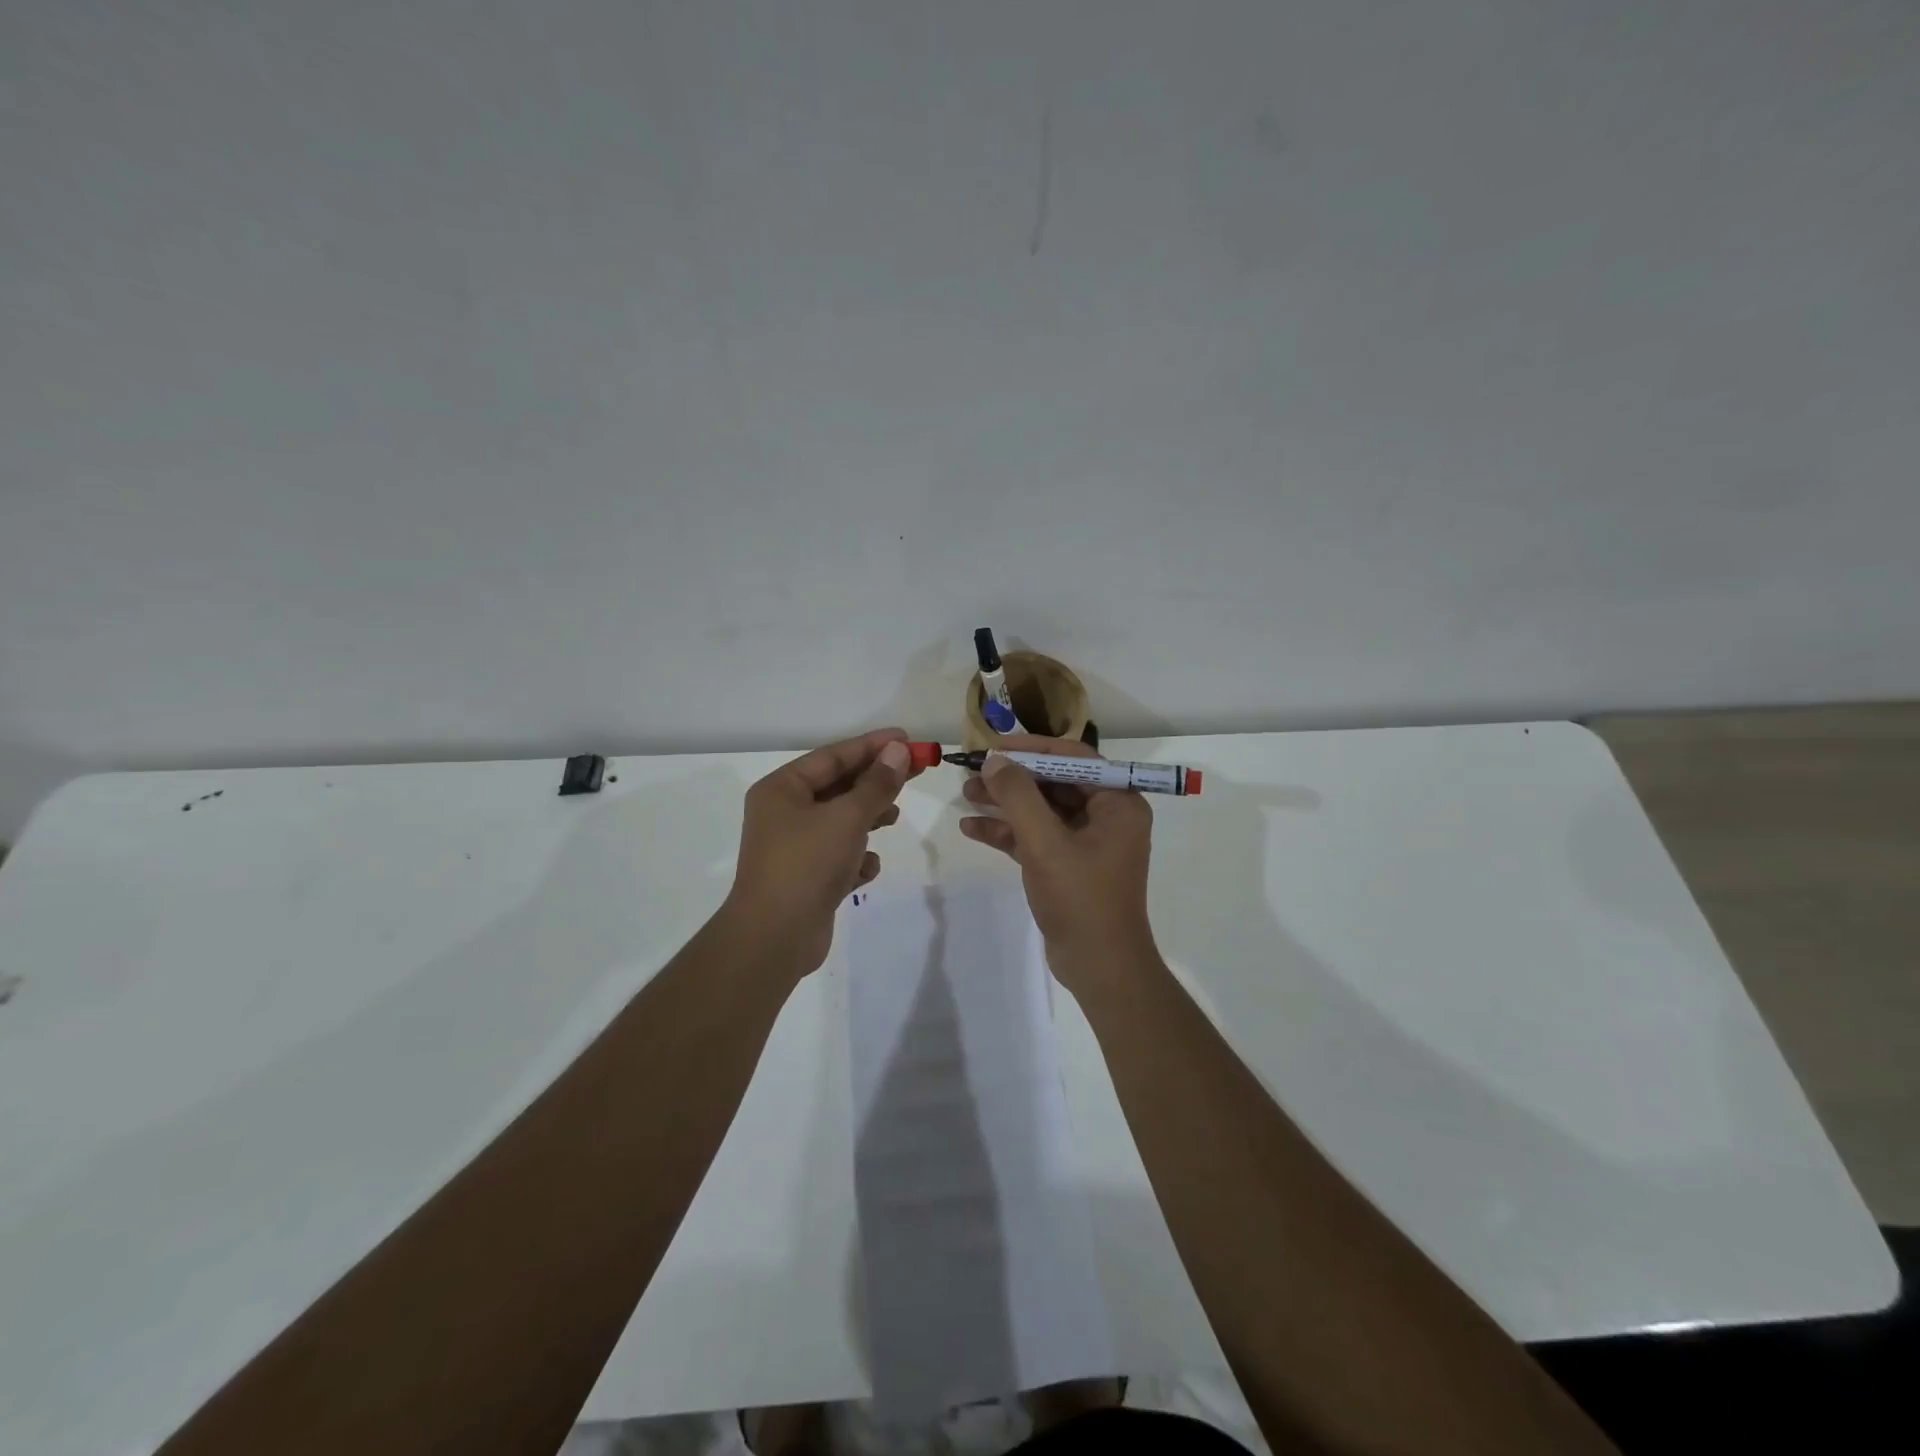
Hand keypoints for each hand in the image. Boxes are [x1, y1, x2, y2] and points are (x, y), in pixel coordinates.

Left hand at [722, 728, 912, 976]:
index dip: (872, 746)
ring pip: (840, 821)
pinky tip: (866, 869)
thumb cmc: (807, 864)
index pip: (833, 756)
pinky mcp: (806, 878)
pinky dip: (856, 858)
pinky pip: (838, 855)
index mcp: (782, 789)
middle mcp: (783, 813)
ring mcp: (794, 847)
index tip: (908, 739)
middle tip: (917, 771)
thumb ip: (876, 784)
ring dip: (868, 818)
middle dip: (876, 781)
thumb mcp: (847, 817)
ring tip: (893, 816)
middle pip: (838, 786)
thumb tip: (898, 751)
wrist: (774, 938)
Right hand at [957, 734, 1157, 991]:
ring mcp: (1087, 842)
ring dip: (1006, 803)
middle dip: (1013, 777)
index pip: (1074, 758)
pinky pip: (1037, 836)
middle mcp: (1107, 816)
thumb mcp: (1045, 843)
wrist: (1099, 967)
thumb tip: (994, 761)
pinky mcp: (1069, 865)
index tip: (995, 747)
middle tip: (974, 771)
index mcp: (1118, 803)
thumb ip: (1018, 797)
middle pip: (1055, 782)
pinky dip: (1008, 832)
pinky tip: (972, 828)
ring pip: (1042, 809)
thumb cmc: (1081, 899)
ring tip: (966, 794)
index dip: (1033, 748)